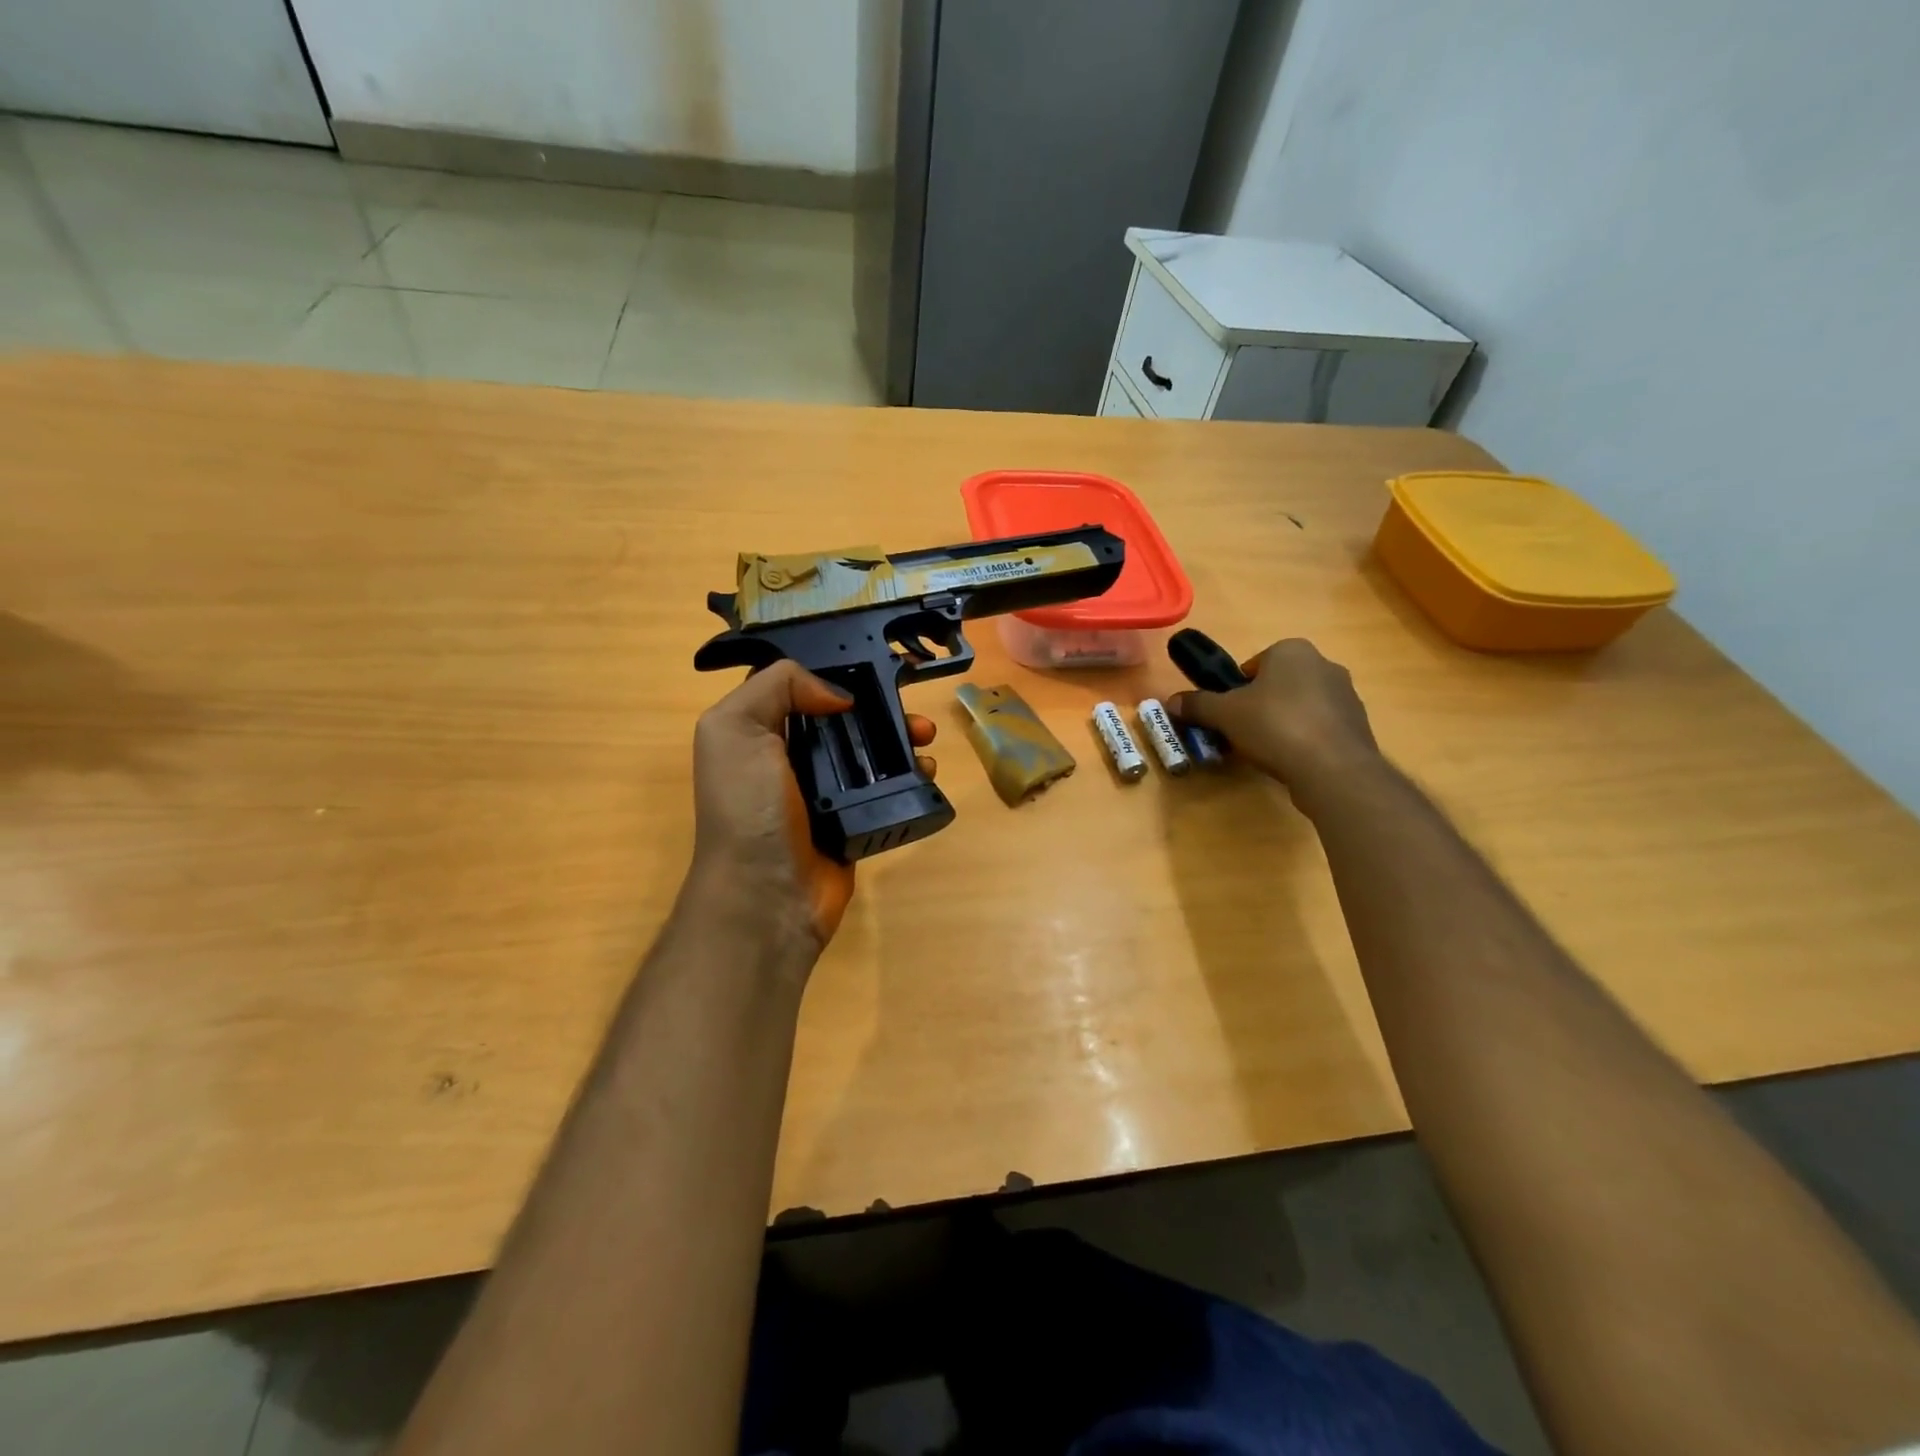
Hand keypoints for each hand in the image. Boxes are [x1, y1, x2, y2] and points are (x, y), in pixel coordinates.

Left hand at [689, 662, 936, 955]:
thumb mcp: (736, 729)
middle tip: (910, 706)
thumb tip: (838, 696)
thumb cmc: (749, 807)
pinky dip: (909, 776)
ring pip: (868, 751)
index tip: (873, 662)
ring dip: (900, 738)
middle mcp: (789, 758)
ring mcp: (824, 792)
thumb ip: (777, 687)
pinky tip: (927, 771)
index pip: (798, 686)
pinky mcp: (852, 821)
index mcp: (758, 732)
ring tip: (925, 737)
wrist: (767, 896)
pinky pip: (884, 790)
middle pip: (842, 718)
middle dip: (878, 705)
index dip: (833, 671)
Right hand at [1168, 639, 1378, 800]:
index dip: (1236, 690)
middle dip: (1260, 706)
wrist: (1333, 768)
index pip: (1254, 665)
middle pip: (1278, 685)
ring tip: (1266, 751)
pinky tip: (1292, 761)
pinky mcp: (1358, 725)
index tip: (1228, 714)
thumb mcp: (1224, 714)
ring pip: (1300, 706)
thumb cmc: (1274, 726)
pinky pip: (1320, 728)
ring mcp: (1346, 695)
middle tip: (1242, 733)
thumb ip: (1197, 704)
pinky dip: (1305, 740)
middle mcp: (1324, 664)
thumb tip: (1170, 701)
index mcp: (1292, 651)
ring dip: (1283, 723)